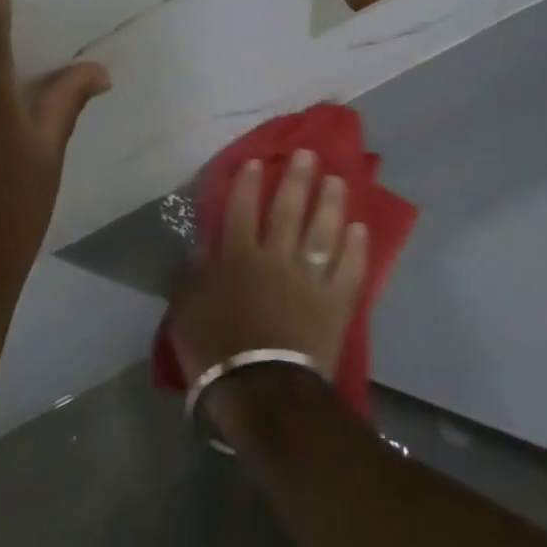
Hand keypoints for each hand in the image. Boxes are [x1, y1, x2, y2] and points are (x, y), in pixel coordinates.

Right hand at [167, 149, 368, 393]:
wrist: (262, 392)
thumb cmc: (215, 350)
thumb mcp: (186, 308)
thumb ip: (193, 272)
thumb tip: (200, 243)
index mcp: (238, 257)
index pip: (242, 209)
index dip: (248, 183)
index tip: (257, 160)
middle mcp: (276, 257)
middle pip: (289, 210)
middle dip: (297, 179)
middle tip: (308, 154)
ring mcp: (309, 279)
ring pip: (323, 232)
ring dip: (331, 203)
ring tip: (337, 180)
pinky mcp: (335, 303)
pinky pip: (349, 270)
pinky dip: (355, 249)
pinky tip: (360, 229)